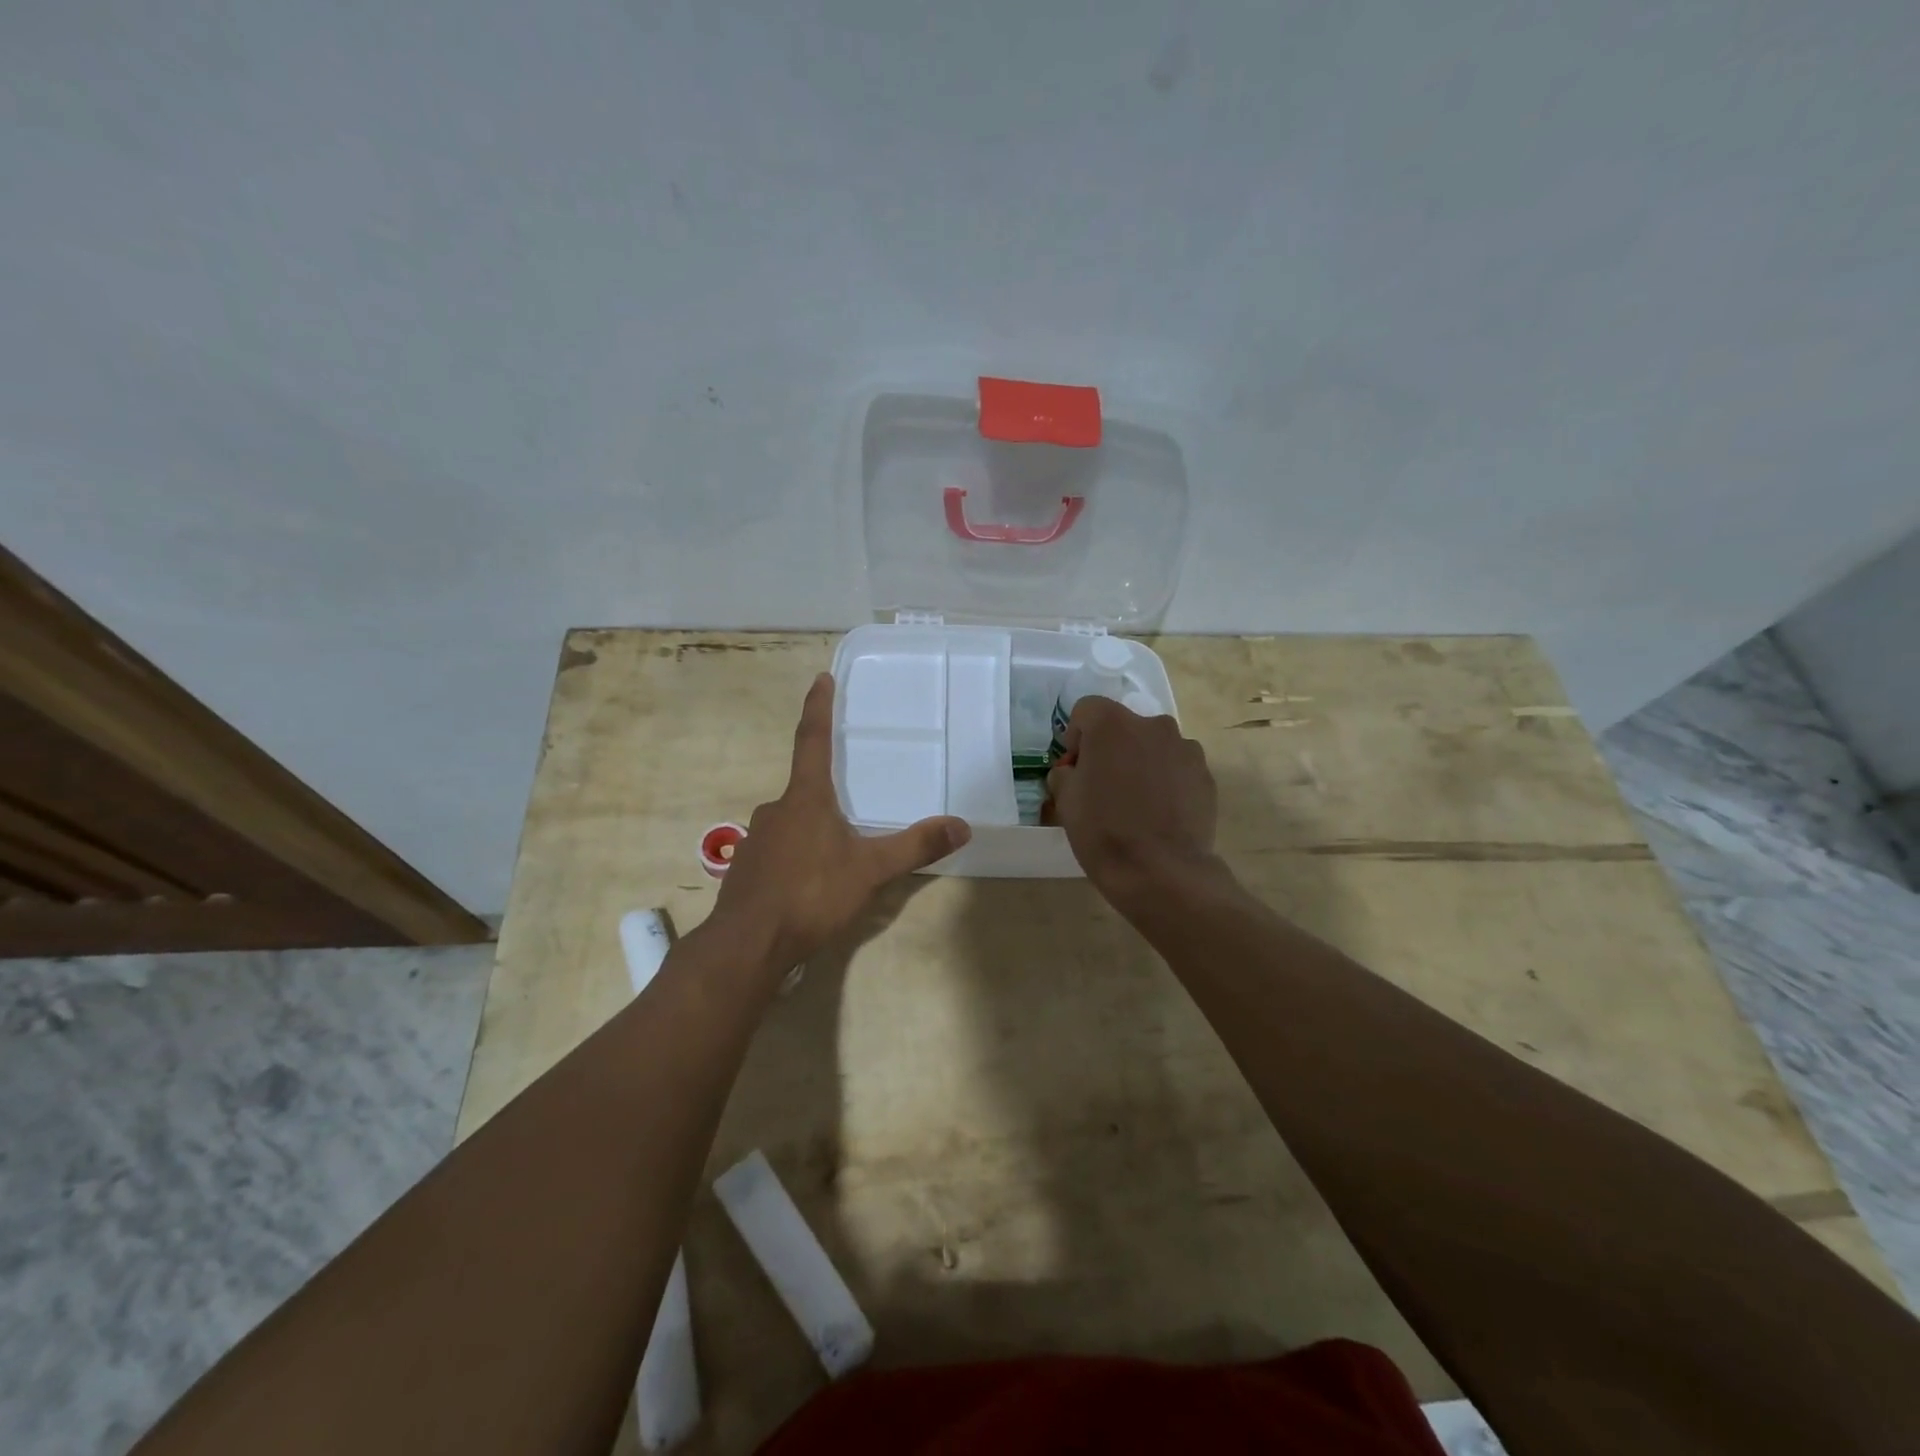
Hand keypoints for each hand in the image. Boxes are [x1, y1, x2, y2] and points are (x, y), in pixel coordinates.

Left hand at [711, 673, 970, 970]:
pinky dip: (797, 855)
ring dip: (813, 828)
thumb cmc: (810, 895)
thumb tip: (962, 825)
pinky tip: (810, 882)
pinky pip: (779, 850)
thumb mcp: (870, 871)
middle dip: (826, 791)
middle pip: (804, 788)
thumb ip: (915, 847)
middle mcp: (776, 810)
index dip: (818, 707)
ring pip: (792, 822)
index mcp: (805, 798)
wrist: (746, 945)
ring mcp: (756, 840)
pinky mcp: (747, 870)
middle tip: (852, 803)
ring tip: (837, 852)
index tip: (821, 678)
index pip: (812, 739)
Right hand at [1046, 695, 1217, 898]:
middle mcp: (1152, 725)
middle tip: (1103, 787)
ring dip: (1140, 762)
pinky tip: (1160, 814)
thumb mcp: (1065, 801)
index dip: (1076, 736)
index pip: (1086, 710)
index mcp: (1112, 724)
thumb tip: (1074, 771)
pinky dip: (1166, 781)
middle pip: (1123, 726)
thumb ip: (1064, 774)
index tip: (1075, 768)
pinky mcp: (1205, 774)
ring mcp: (1185, 748)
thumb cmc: (1104, 831)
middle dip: (1110, 748)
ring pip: (1152, 746)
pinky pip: (1176, 767)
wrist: (1162, 872)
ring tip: (1136, 803)